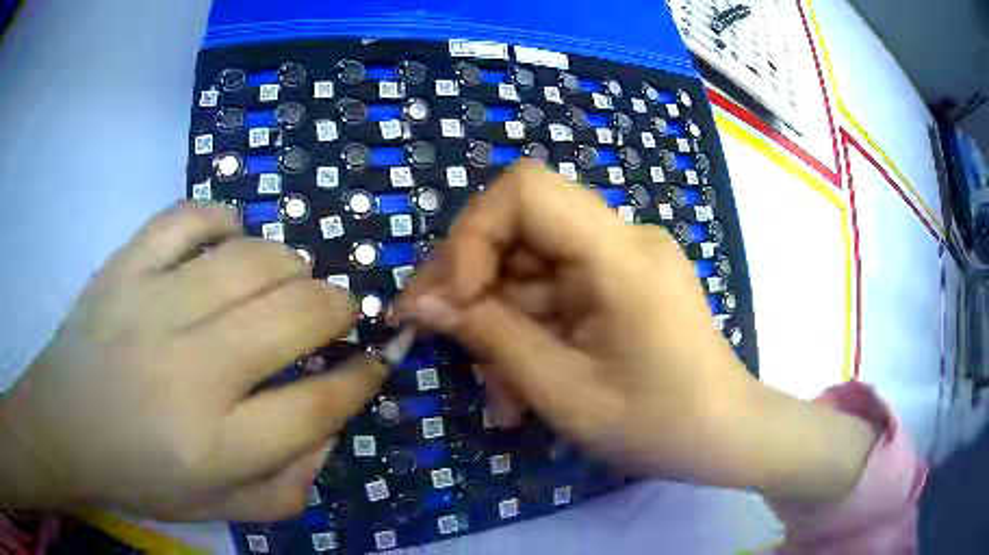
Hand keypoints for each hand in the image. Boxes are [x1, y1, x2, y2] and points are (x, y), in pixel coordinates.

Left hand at [0, 203, 384, 519]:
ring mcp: (152, 305)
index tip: (375, 362)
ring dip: (290, 265)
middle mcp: (189, 371)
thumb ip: (287, 486)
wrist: (63, 427)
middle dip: (337, 308)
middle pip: (295, 315)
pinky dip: (223, 220)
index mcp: (216, 445)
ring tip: (289, 279)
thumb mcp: (219, 509)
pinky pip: (189, 218)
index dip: (361, 379)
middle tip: (337, 312)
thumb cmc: (139, 476)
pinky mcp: (126, 265)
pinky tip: (229, 239)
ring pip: (251, 258)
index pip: (317, 404)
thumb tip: (330, 430)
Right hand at [398, 161, 876, 504]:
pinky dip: (529, 330)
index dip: (472, 234)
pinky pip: (557, 290)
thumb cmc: (657, 424)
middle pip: (521, 225)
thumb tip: (423, 301)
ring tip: (498, 392)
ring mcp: (625, 259)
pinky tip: (523, 384)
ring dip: (500, 321)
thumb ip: (490, 337)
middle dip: (471, 280)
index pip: (525, 190)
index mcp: (621, 255)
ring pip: (531, 266)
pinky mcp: (622, 283)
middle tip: (437, 333)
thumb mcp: (563, 391)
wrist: (726, 435)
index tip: (453, 299)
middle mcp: (624, 239)